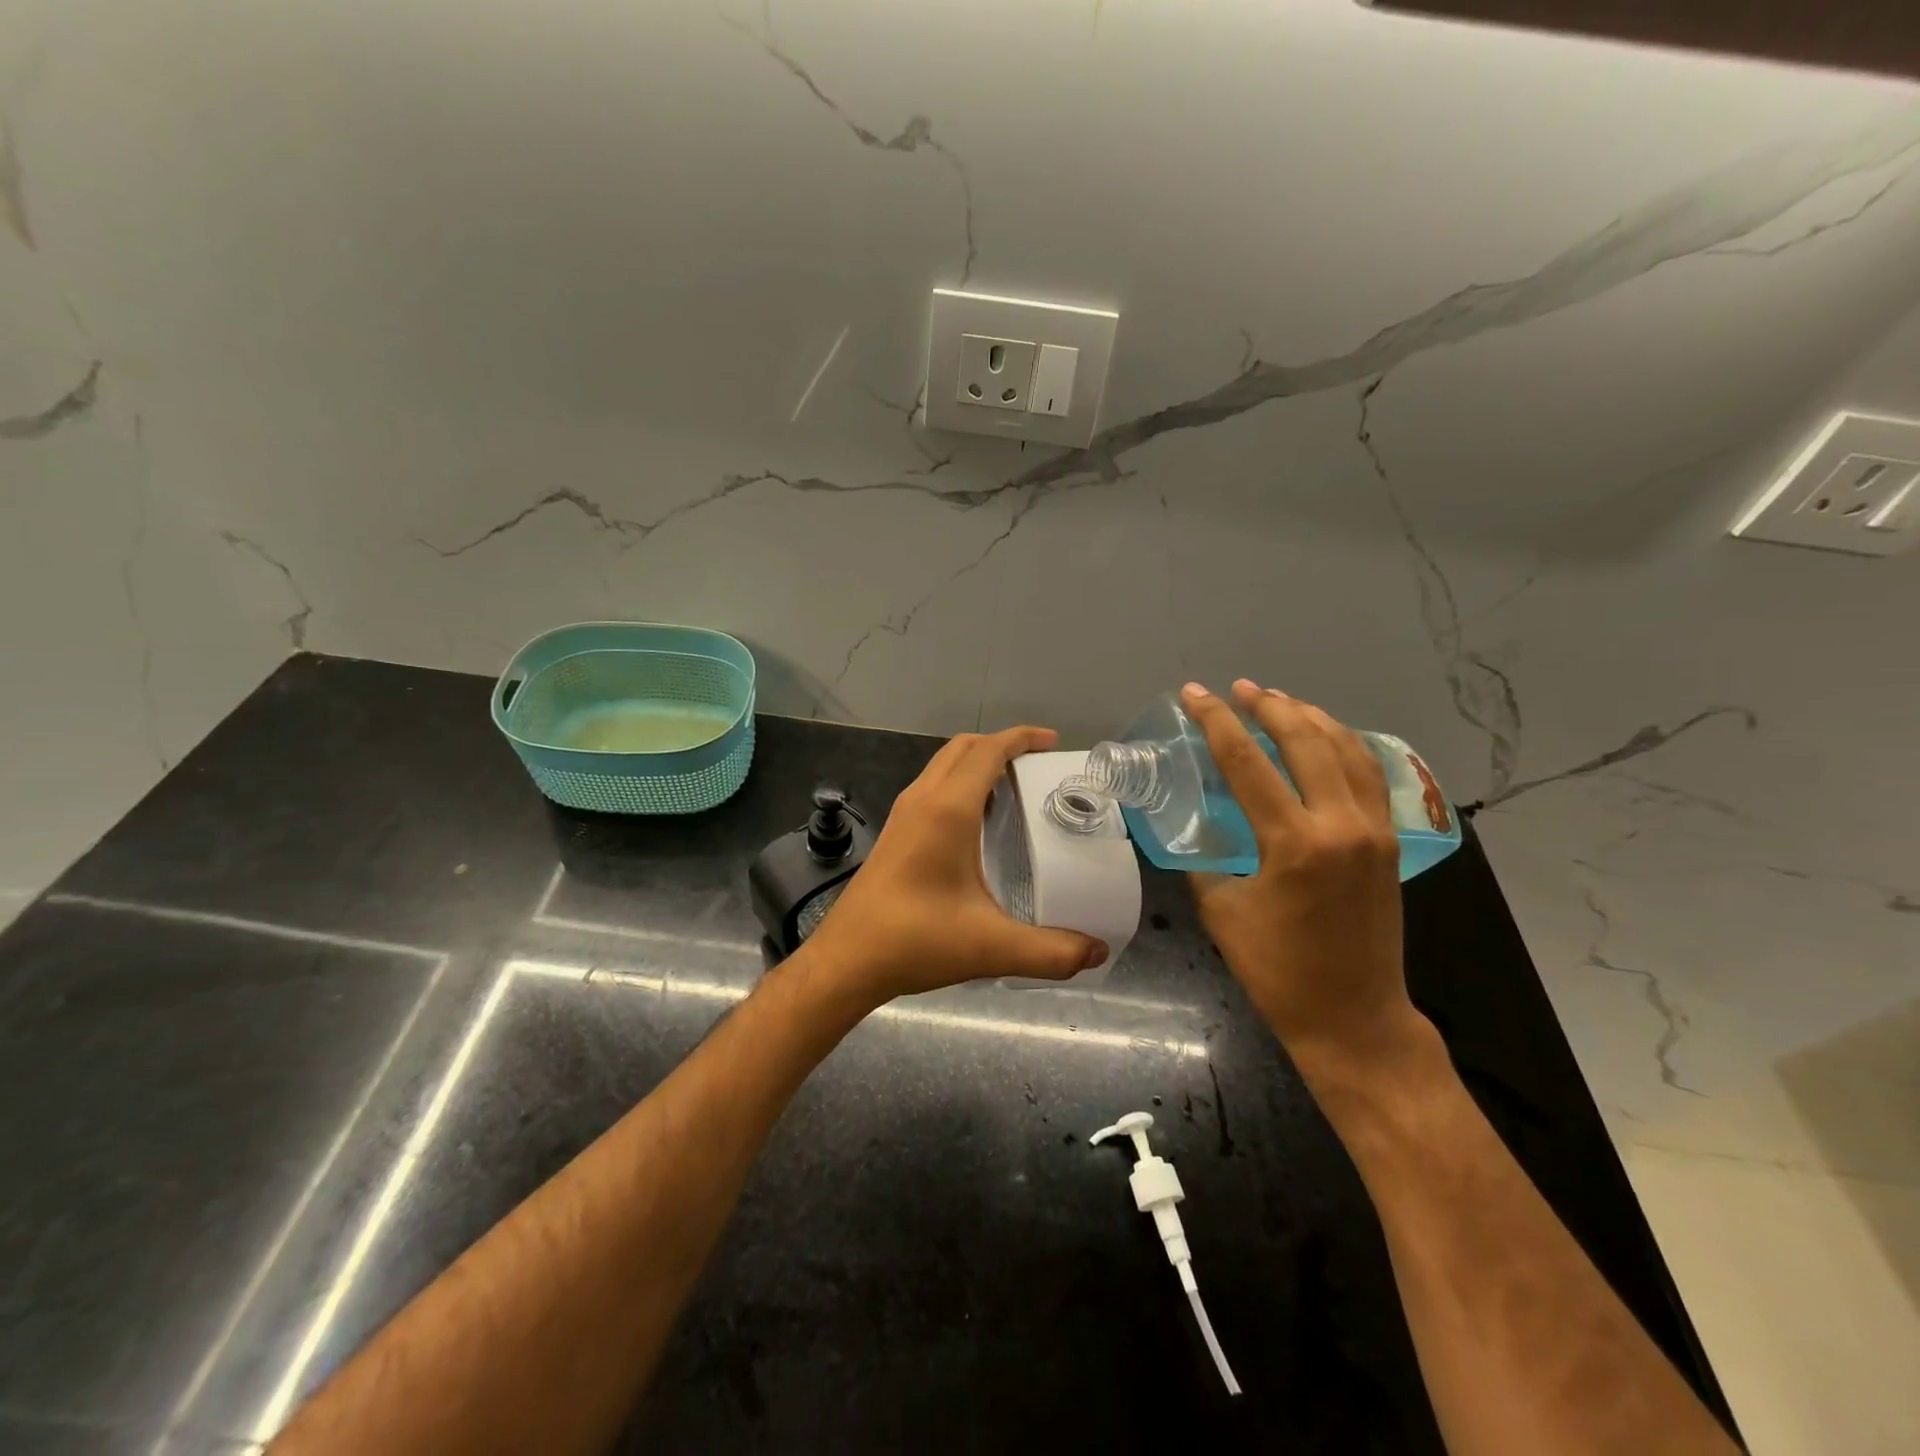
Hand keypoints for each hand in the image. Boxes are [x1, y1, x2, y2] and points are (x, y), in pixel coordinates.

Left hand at [803, 726, 1106, 1004]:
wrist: (846, 960)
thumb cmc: (916, 941)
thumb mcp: (992, 948)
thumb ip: (1051, 952)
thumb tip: (1097, 952)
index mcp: (947, 810)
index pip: (987, 751)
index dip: (1021, 738)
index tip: (1052, 742)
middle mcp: (922, 800)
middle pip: (963, 748)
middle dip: (1001, 745)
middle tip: (1038, 765)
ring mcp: (903, 815)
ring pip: (943, 766)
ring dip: (977, 763)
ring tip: (1014, 789)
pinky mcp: (894, 834)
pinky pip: (932, 788)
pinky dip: (959, 784)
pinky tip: (978, 824)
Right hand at [1182, 680, 1426, 1078]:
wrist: (1352, 1016)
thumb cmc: (1277, 970)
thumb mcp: (1222, 911)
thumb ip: (1206, 859)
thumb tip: (1195, 829)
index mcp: (1293, 843)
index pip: (1247, 761)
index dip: (1216, 721)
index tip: (1196, 694)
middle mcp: (1340, 824)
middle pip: (1304, 741)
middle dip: (1268, 706)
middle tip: (1238, 689)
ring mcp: (1373, 830)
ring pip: (1346, 749)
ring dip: (1310, 718)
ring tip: (1280, 700)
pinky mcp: (1389, 842)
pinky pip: (1369, 775)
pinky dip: (1345, 745)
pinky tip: (1326, 738)